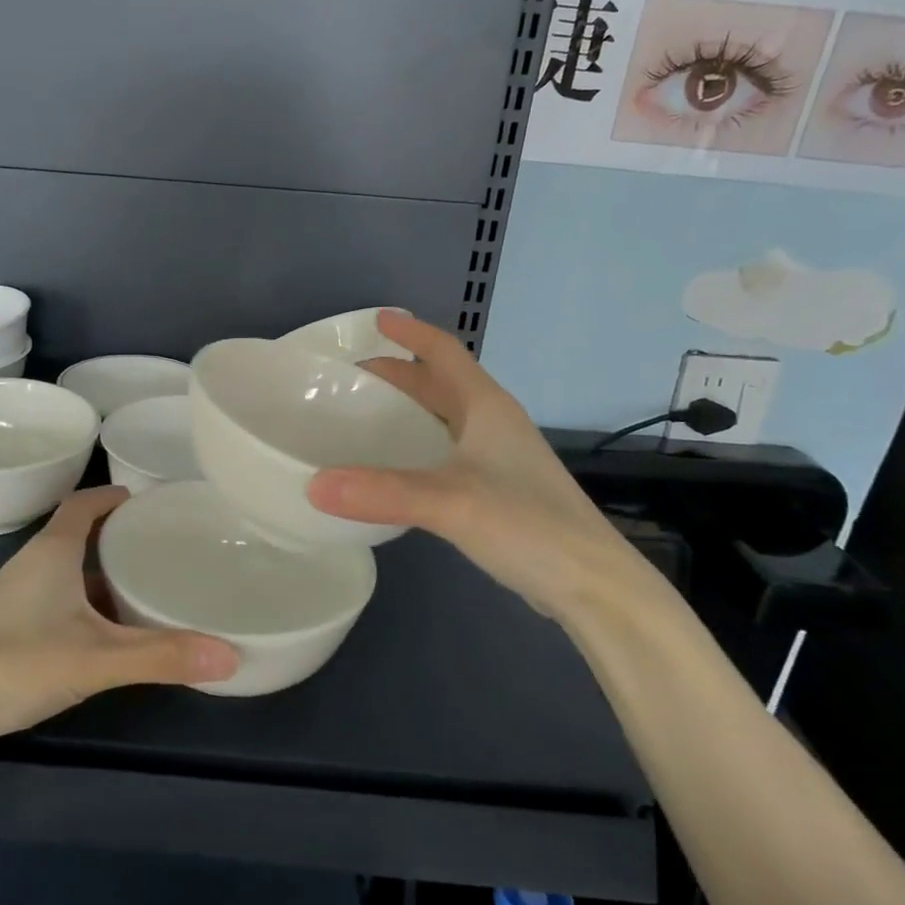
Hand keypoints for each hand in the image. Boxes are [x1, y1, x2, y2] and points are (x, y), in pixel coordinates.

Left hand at [0, 486, 239, 746]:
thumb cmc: (13, 662)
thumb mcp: (95, 658)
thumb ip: (161, 656)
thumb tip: (230, 654)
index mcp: (54, 550)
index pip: (86, 502)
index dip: (116, 496)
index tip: (152, 502)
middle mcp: (35, 562)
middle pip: (81, 533)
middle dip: (121, 536)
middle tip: (166, 546)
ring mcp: (18, 595)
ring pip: (70, 569)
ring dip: (104, 572)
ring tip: (148, 585)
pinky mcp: (9, 624)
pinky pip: (59, 598)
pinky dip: (88, 603)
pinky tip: (108, 632)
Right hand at [307, 312, 660, 622]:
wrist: (592, 584)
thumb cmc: (527, 524)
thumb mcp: (450, 502)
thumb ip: (382, 492)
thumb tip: (313, 485)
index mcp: (487, 407)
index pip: (445, 352)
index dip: (412, 333)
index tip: (377, 320)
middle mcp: (494, 423)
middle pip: (442, 383)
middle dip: (400, 373)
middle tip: (352, 376)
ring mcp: (500, 457)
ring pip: (446, 417)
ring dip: (410, 408)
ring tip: (365, 415)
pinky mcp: (499, 489)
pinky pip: (448, 450)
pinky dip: (418, 444)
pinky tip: (397, 467)